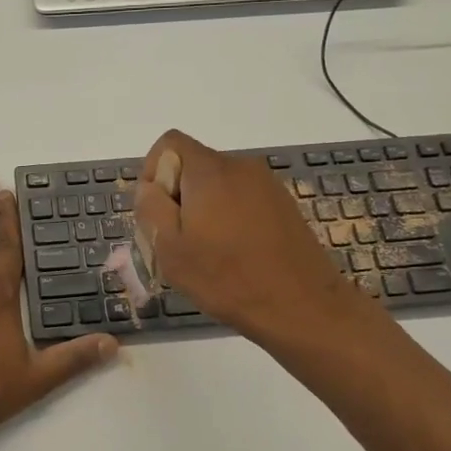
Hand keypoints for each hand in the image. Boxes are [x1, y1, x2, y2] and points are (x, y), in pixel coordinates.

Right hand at [133, 130, 369, 344]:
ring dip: (204, 209)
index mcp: (210, 170)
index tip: (157, 213)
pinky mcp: (284, 205)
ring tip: (208, 252)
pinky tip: (236, 254)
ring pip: (218, 185)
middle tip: (179, 241)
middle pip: (194, 165)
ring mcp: (267, 185)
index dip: (153, 172)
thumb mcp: (169, 248)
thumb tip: (150, 186)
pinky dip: (230, 218)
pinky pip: (242, 199)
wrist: (301, 306)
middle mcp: (240, 166)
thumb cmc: (226, 278)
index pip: (169, 143)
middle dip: (178, 196)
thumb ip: (150, 207)